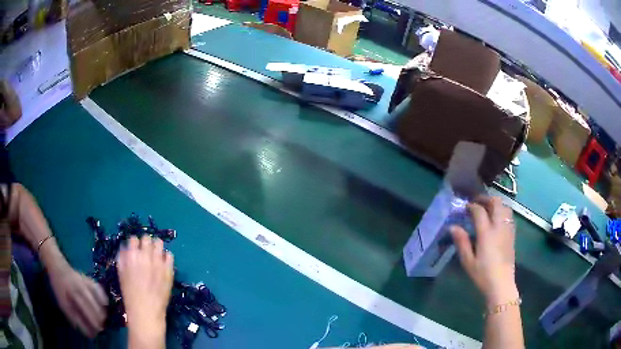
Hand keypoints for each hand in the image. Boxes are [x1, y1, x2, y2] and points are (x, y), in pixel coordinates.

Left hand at [48, 265, 108, 337]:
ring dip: (102, 314)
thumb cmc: (58, 287)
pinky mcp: (90, 279)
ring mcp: (86, 282)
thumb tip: (88, 332)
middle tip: (99, 328)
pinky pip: (101, 292)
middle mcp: (80, 288)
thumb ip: (74, 318)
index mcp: (71, 294)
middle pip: (94, 310)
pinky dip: (104, 301)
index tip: (93, 334)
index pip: (84, 314)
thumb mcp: (62, 303)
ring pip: (100, 303)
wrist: (57, 265)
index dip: (90, 327)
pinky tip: (104, 305)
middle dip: (99, 322)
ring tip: (101, 319)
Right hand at [117, 236, 173, 342]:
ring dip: (156, 247)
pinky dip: (166, 257)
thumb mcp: (121, 273)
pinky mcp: (169, 270)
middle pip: (147, 238)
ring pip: (159, 243)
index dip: (134, 243)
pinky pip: (170, 256)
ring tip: (155, 254)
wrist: (146, 311)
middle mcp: (145, 256)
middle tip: (146, 251)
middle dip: (145, 243)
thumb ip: (122, 258)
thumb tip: (125, 247)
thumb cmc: (130, 294)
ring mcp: (159, 262)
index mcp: (131, 255)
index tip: (135, 248)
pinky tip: (163, 263)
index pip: (134, 239)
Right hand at [450, 196, 518, 304]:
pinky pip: (509, 216)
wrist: (501, 284)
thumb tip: (453, 227)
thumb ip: (461, 242)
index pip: (479, 211)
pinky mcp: (512, 235)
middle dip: (486, 199)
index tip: (465, 208)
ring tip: (487, 209)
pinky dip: (502, 212)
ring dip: (496, 204)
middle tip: (477, 203)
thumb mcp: (468, 261)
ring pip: (505, 207)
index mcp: (486, 232)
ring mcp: (507, 229)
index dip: (471, 206)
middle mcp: (499, 226)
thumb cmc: (483, 274)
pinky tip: (496, 220)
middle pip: (496, 202)